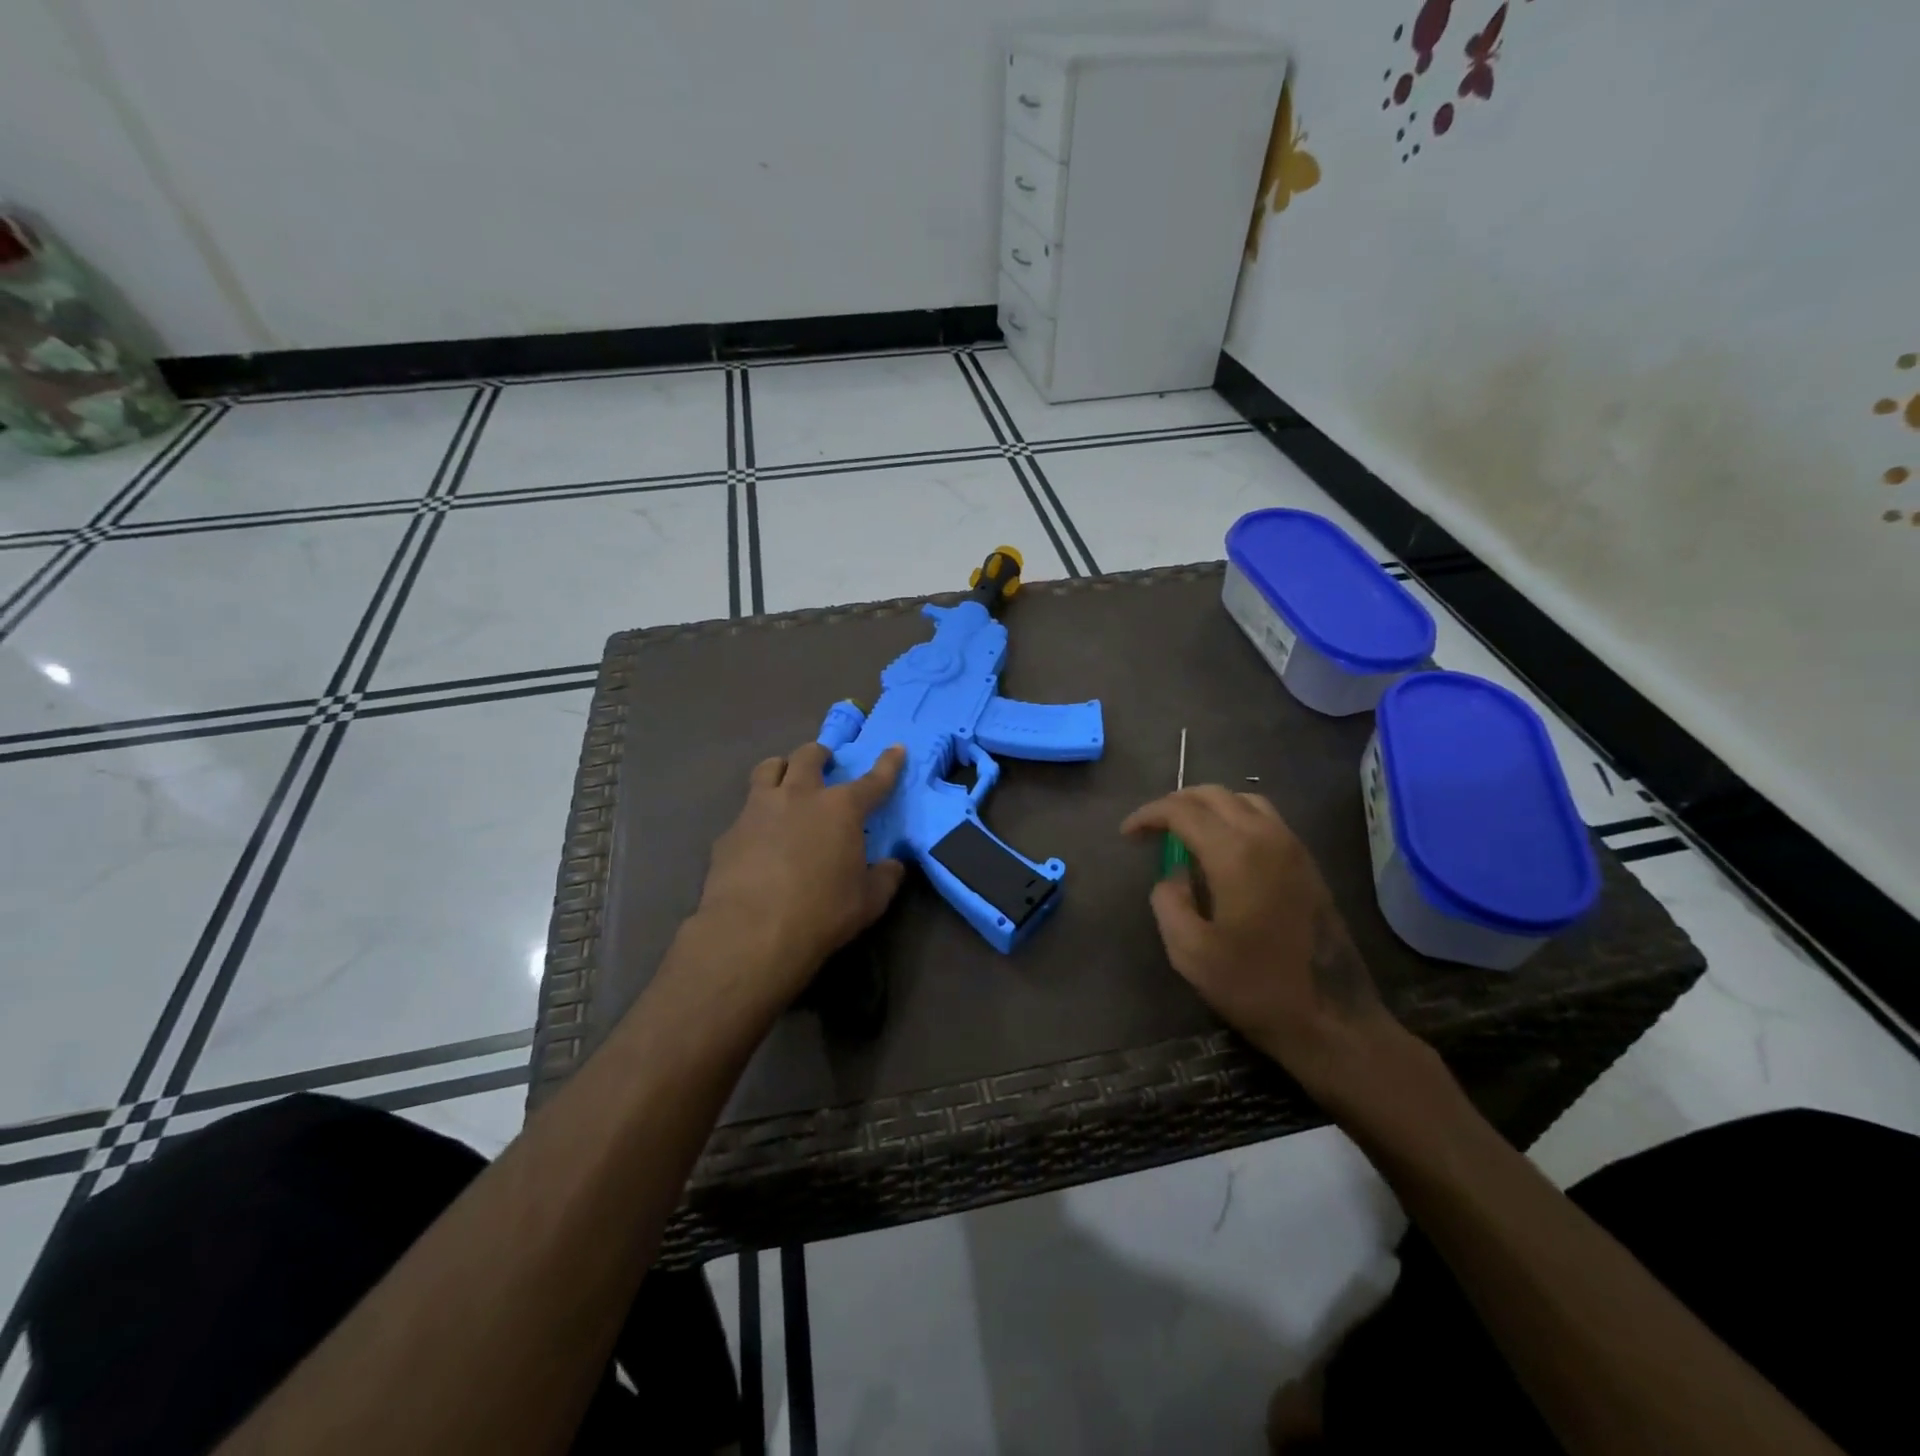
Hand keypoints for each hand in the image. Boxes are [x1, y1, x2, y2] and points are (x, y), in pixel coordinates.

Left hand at [691, 741, 907, 1007]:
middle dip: (820, 755)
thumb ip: (886, 877)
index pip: (873, 780)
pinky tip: (757, 837)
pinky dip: (756, 814)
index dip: (888, 764)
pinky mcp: (730, 831)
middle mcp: (800, 796)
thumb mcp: (869, 901)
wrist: (751, 933)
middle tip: (825, 764)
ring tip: (785, 781)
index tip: (896, 748)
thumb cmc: (822, 913)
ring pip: (768, 768)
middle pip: (809, 756)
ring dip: (781, 768)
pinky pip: (745, 810)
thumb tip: (893, 864)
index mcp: (841, 809)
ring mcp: (759, 809)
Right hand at [1121, 786, 1405, 1097]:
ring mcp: (1293, 847)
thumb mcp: (1190, 951)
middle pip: (1214, 795)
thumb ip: (1168, 901)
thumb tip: (1173, 876)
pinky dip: (1235, 817)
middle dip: (1176, 803)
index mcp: (1235, 853)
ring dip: (1209, 806)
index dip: (1149, 816)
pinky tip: (1222, 849)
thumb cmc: (1254, 986)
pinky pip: (1266, 819)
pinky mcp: (1307, 863)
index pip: (1182, 811)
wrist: (1332, 1019)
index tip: (1127, 835)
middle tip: (1152, 828)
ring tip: (1186, 832)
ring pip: (1244, 800)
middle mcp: (1267, 837)